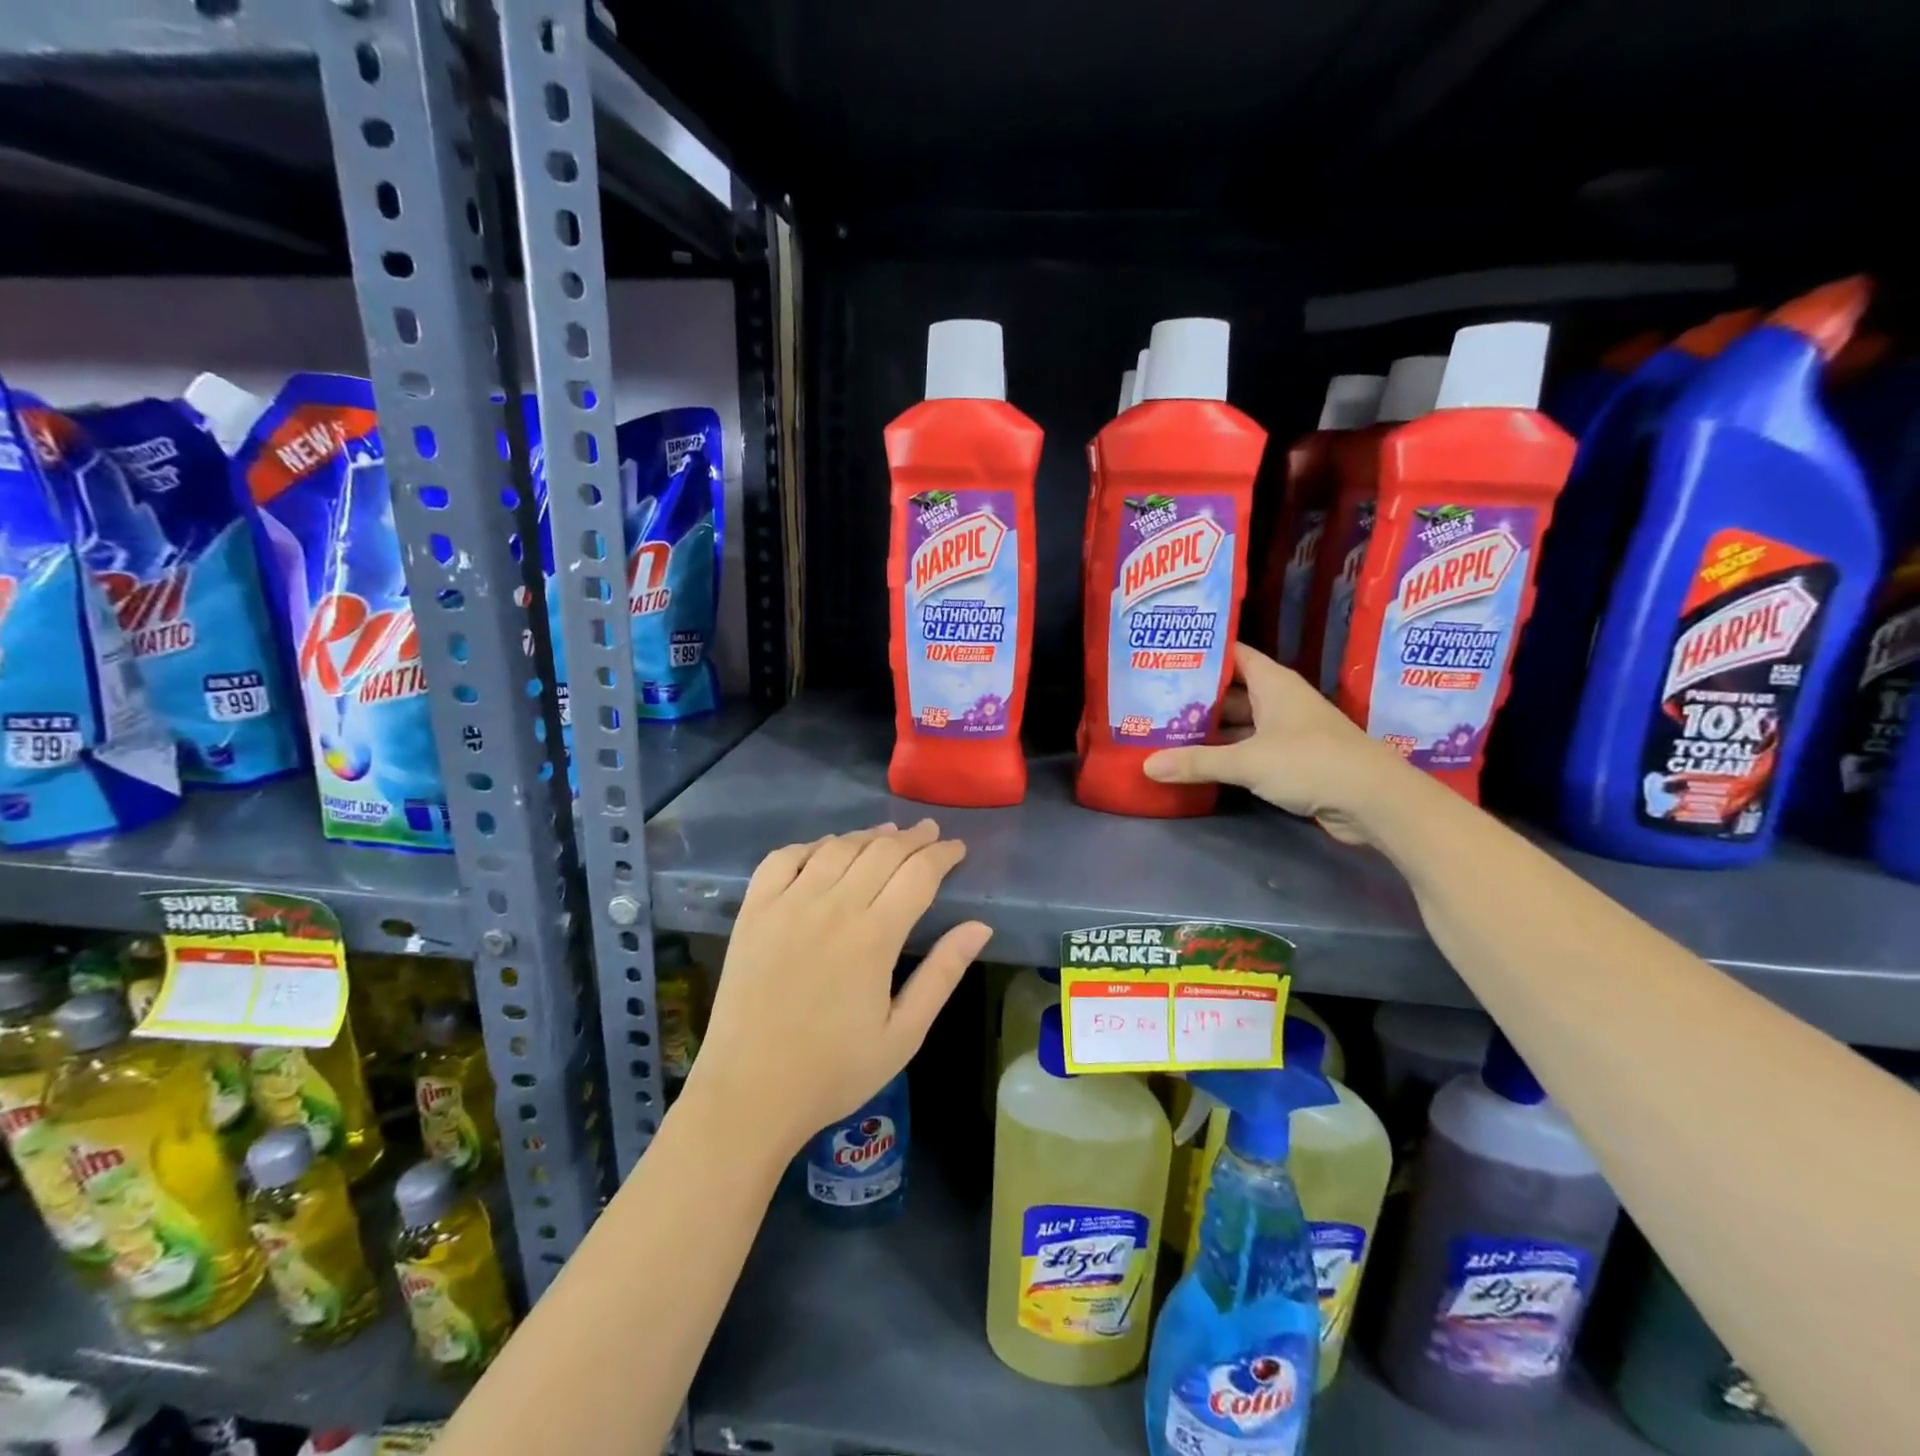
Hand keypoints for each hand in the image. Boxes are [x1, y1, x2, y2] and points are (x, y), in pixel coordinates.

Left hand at [688, 819, 991, 1155]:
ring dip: (868, 836)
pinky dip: (810, 845)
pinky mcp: (754, 911)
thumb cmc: (834, 1071)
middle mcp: (832, 907)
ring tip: (888, 835)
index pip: (918, 874)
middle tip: (930, 833)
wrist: (749, 1093)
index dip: (942, 855)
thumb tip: (980, 926)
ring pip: (837, 848)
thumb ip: (942, 974)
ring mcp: (788, 904)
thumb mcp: (903, 1034)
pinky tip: (826, 849)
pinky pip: (783, 858)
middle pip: (881, 852)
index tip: (958, 848)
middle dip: (913, 838)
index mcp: (874, 937)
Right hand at [1143, 642, 1411, 844]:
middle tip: (1154, 699)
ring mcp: (1288, 731)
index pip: (1233, 655)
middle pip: (1232, 691)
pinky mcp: (1292, 760)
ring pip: (1240, 722)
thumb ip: (1197, 762)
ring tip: (1167, 729)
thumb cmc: (1310, 762)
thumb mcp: (1247, 761)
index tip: (1167, 654)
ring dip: (1210, 728)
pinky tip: (1198, 760)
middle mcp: (1280, 701)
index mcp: (1273, 683)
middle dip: (1197, 695)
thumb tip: (1147, 765)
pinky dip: (1226, 753)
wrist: (1373, 800)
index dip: (1203, 652)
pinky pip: (1250, 749)